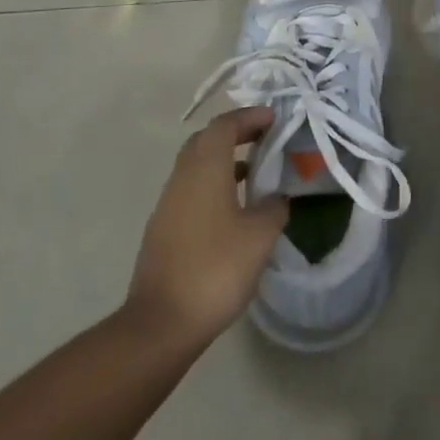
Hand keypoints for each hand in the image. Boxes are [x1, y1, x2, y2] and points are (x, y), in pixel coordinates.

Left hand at [125, 107, 288, 344]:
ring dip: (224, 159)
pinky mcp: (164, 228)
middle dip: (235, 133)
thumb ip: (273, 208)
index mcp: (205, 169)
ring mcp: (168, 204)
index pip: (224, 125)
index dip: (249, 117)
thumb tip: (276, 197)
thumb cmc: (216, 269)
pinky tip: (235, 207)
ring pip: (196, 166)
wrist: (162, 322)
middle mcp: (182, 178)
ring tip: (256, 171)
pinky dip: (214, 184)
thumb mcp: (260, 236)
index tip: (274, 118)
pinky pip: (191, 189)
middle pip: (206, 140)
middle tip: (265, 139)